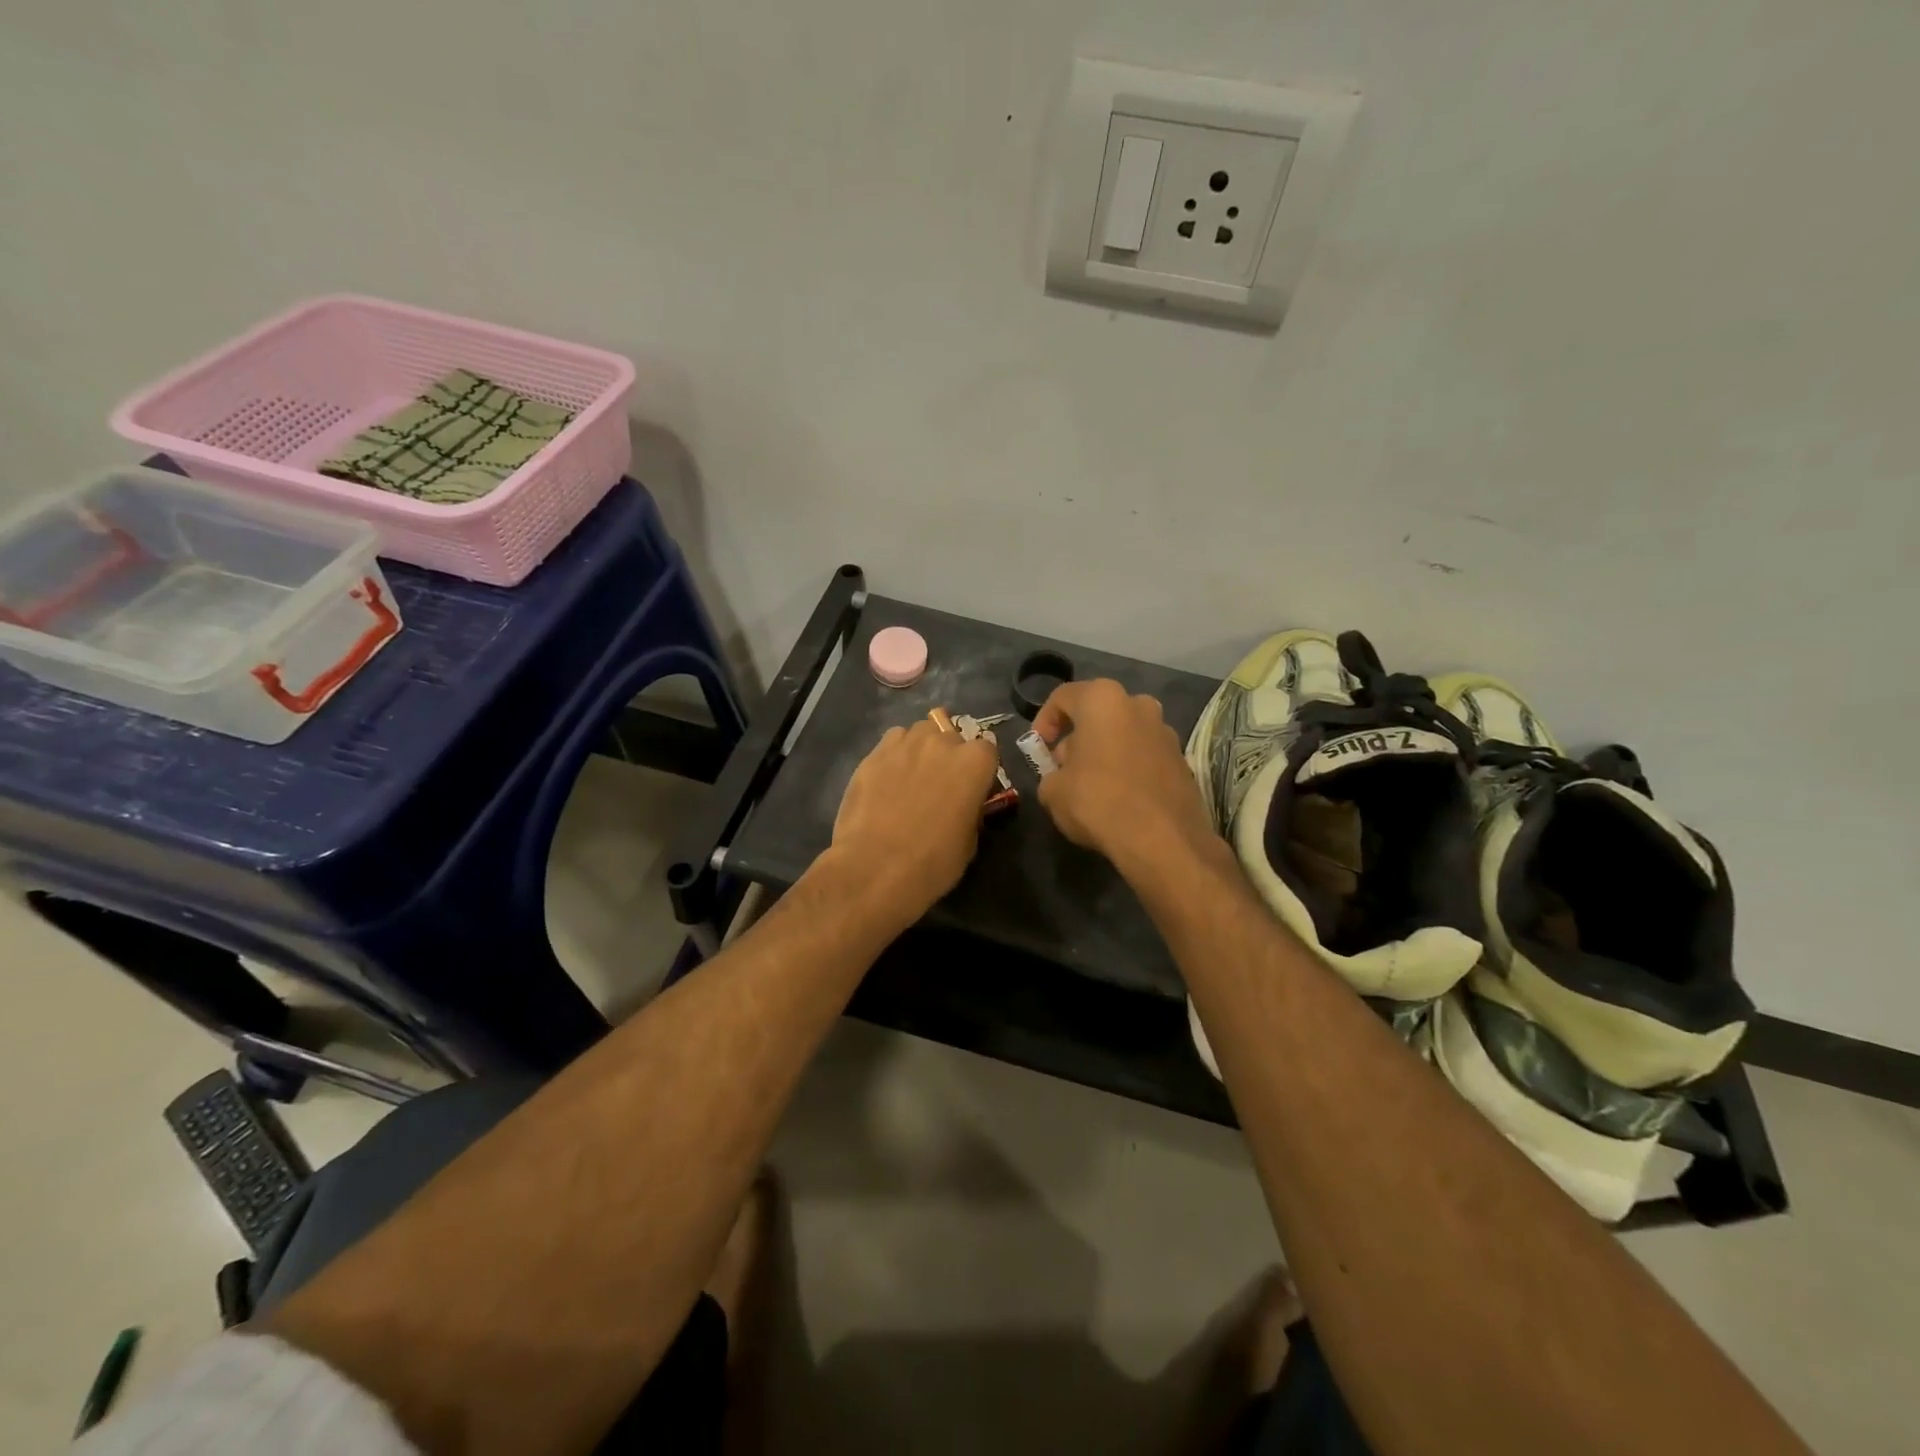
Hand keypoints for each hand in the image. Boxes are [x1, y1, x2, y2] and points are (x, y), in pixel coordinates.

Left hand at [825, 720, 1000, 926]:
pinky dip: (895, 754)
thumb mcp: (969, 841)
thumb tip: (964, 804)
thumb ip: (970, 809)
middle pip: (952, 737)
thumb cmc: (933, 861)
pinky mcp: (873, 753)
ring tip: (912, 777)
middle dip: (950, 756)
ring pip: (920, 733)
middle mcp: (942, 742)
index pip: (987, 750)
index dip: (980, 770)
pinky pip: (892, 742)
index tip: (972, 790)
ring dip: (922, 749)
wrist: (875, 868)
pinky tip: (888, 778)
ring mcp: (905, 743)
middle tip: (940, 785)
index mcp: (974, 762)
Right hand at [1033, 680, 1215, 869]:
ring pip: (1124, 733)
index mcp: (1103, 700)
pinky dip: (1129, 768)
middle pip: (1097, 713)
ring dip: (1105, 751)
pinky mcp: (1182, 760)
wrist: (1163, 840)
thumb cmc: (1098, 802)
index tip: (1039, 748)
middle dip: (1078, 737)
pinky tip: (1120, 797)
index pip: (1063, 697)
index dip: (1043, 721)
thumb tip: (1062, 775)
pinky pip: (1145, 755)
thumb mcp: (1052, 791)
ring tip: (1093, 785)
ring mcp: (1165, 731)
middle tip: (1064, 768)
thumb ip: (1050, 774)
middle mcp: (1138, 705)